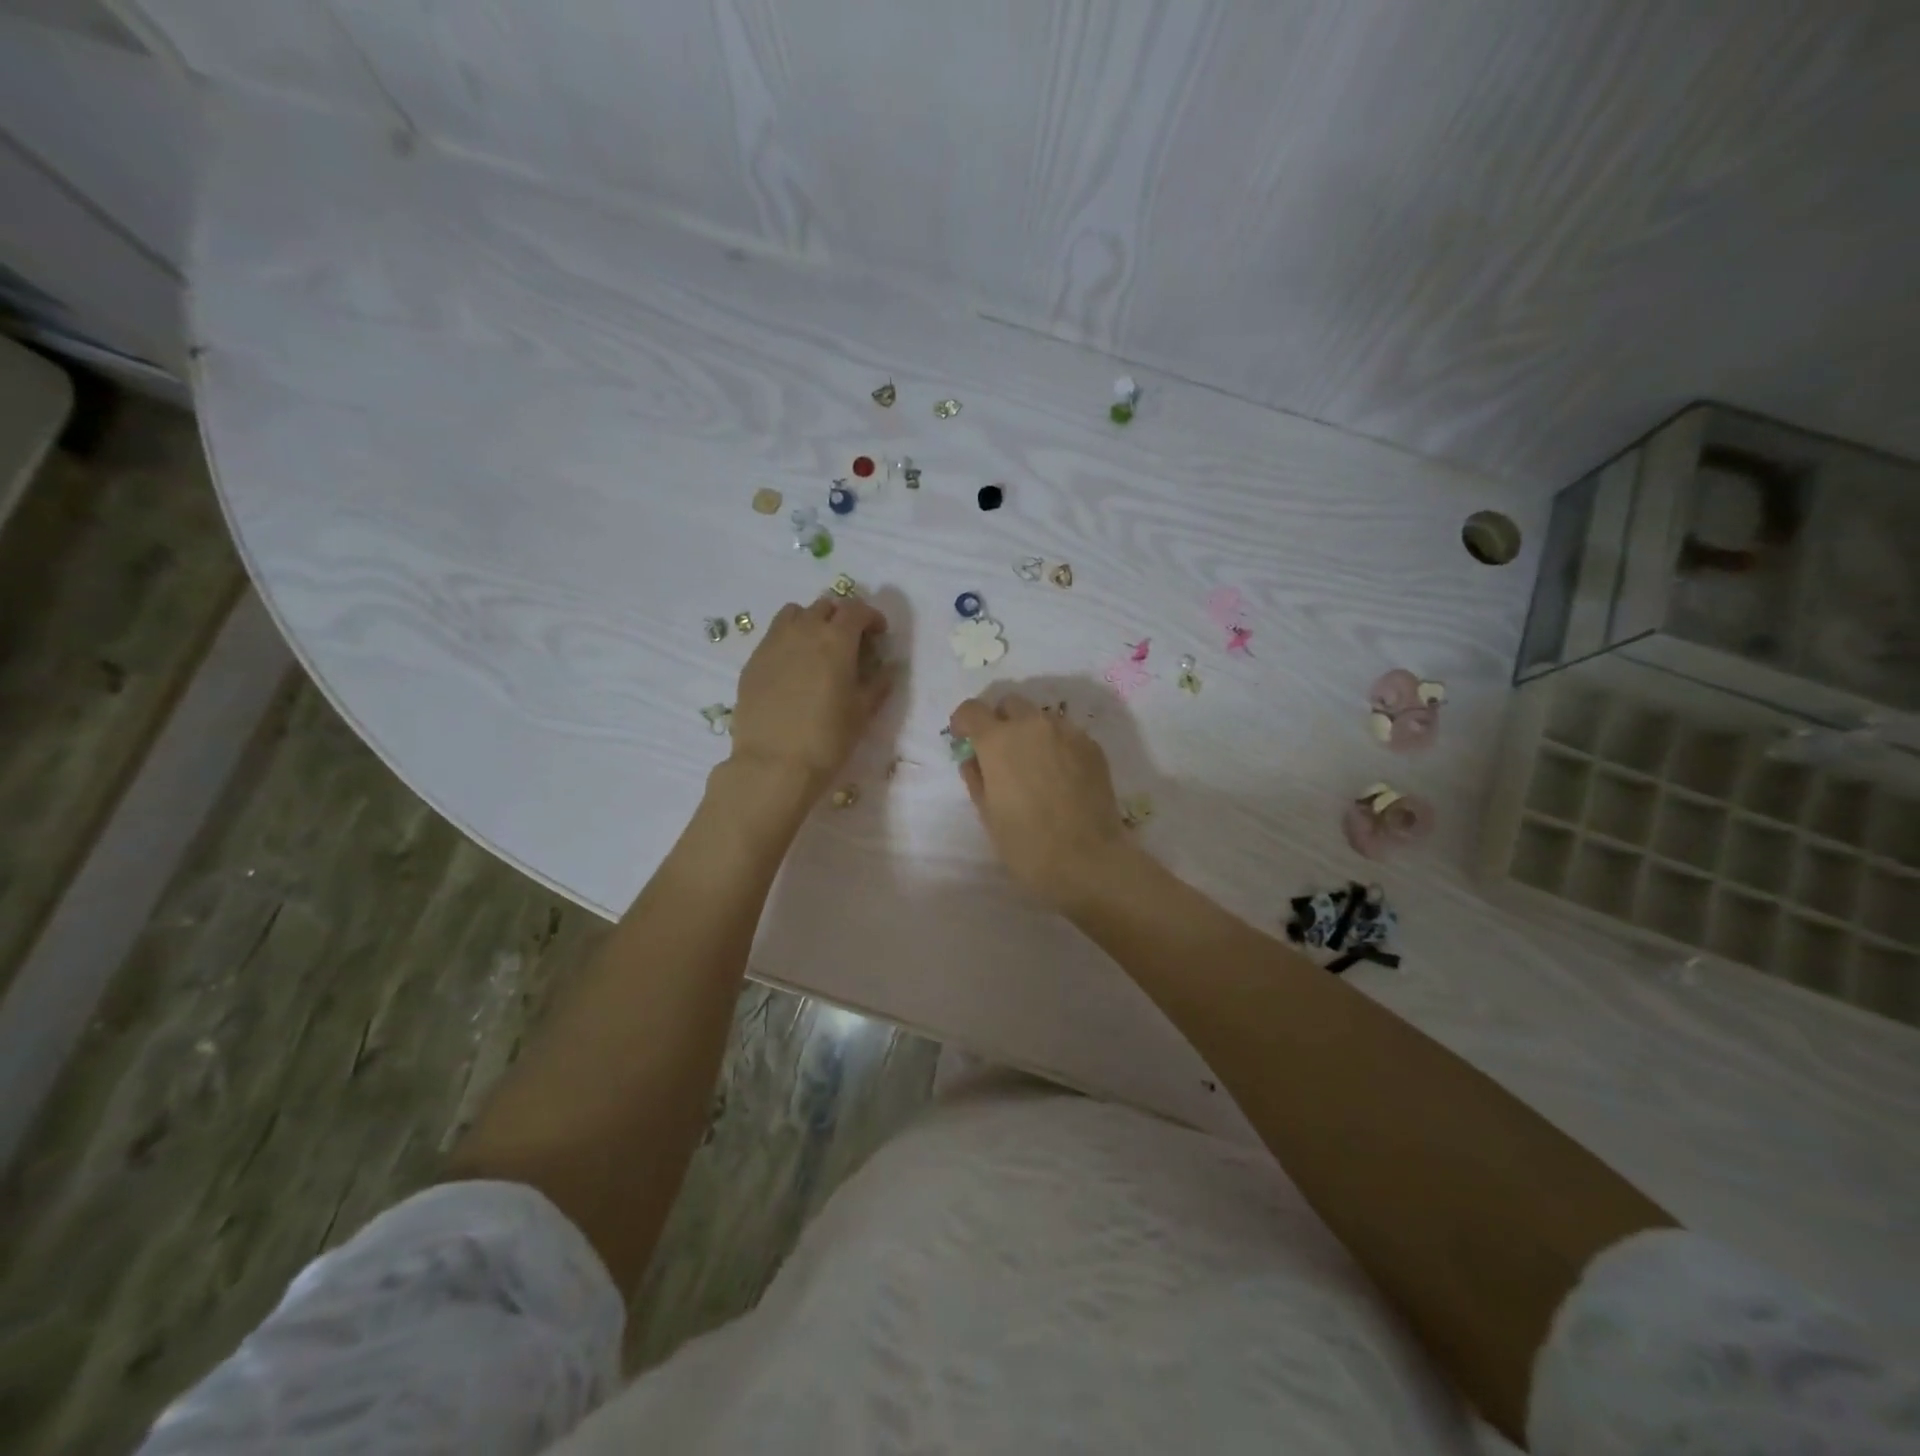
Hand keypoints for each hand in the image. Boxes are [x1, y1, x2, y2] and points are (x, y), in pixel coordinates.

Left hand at [729, 596, 891, 797]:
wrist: (773, 764)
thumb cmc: (827, 738)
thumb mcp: (862, 712)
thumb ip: (878, 683)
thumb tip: (887, 668)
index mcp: (836, 639)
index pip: (856, 609)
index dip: (871, 617)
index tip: (878, 634)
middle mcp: (803, 630)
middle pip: (824, 606)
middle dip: (841, 617)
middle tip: (850, 641)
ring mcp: (773, 643)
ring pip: (794, 613)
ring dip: (811, 621)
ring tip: (817, 647)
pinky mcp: (752, 661)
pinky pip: (773, 636)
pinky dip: (788, 640)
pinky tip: (792, 668)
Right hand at [949, 693, 1134, 910]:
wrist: (1089, 860)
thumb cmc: (1027, 844)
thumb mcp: (988, 815)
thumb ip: (976, 779)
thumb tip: (974, 760)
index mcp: (999, 741)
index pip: (972, 710)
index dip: (963, 722)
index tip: (964, 739)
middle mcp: (1033, 726)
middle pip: (1010, 704)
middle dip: (1000, 720)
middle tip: (1000, 752)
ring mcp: (1067, 733)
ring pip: (1041, 717)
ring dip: (1030, 731)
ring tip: (1034, 765)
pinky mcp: (1092, 747)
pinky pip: (1067, 734)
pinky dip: (1056, 745)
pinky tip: (1060, 776)